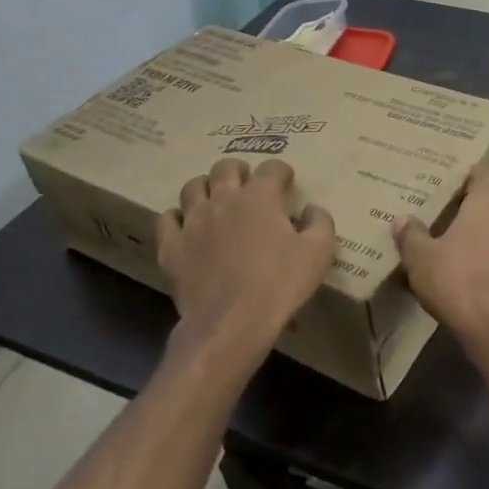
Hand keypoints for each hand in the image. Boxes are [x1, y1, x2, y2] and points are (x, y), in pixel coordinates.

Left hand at [157, 158, 335, 374]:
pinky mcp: (171, 246)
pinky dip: (177, 217)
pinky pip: (167, 219)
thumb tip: (312, 209)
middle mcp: (223, 199)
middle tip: (248, 185)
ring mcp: (193, 221)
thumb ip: (320, 222)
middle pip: (225, 167)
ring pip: (193, 187)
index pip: (272, 167)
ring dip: (207, 187)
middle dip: (239, 170)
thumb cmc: (280, 284)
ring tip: (216, 200)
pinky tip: (186, 226)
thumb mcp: (319, 252)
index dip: (282, 172)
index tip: (287, 183)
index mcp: (260, 196)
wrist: (233, 322)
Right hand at [392, 168, 488, 334]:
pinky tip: (473, 272)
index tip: (455, 175)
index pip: (485, 174)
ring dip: (485, 236)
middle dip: (475, 208)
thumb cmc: (456, 278)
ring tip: (459, 243)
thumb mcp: (421, 257)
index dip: (471, 173)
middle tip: (450, 211)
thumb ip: (412, 235)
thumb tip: (402, 219)